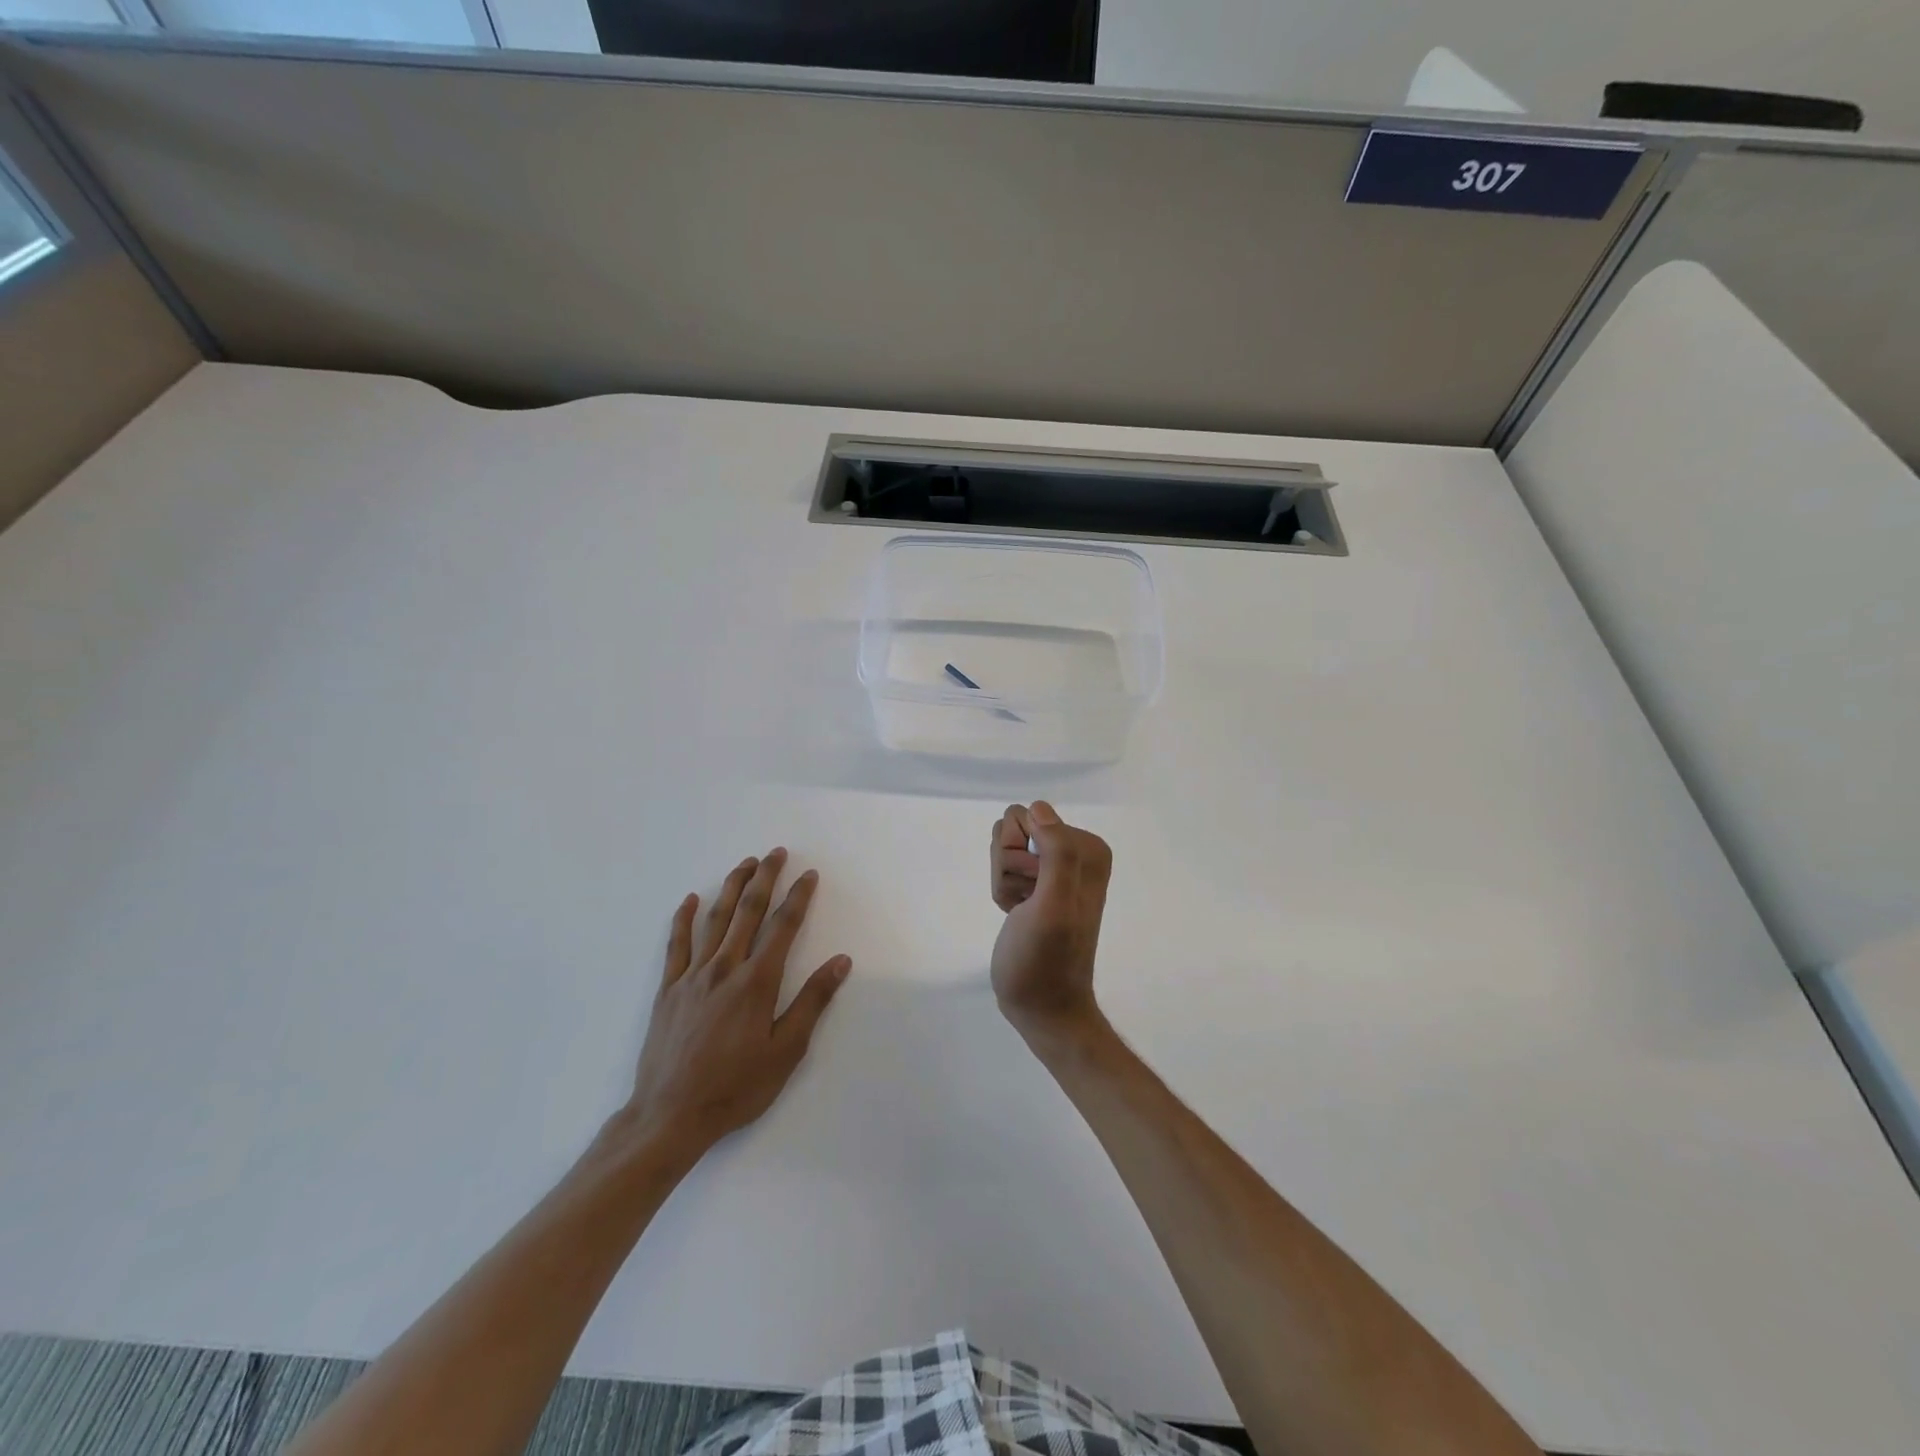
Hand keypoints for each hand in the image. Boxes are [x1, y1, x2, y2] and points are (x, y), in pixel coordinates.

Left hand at [619, 848, 850, 1159]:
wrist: (670, 1116)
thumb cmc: (736, 1087)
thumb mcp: (786, 1051)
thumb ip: (812, 1001)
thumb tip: (840, 961)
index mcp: (757, 982)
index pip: (783, 927)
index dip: (798, 898)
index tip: (809, 875)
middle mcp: (725, 968)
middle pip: (747, 911)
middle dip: (764, 878)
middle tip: (776, 853)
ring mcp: (692, 976)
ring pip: (715, 920)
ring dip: (731, 887)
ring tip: (745, 864)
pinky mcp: (668, 990)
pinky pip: (676, 944)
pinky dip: (684, 918)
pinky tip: (691, 899)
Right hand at [989, 802, 1111, 1042]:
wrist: (1042, 1006)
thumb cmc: (1046, 960)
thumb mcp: (1055, 906)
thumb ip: (1057, 853)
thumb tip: (1039, 808)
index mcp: (1088, 849)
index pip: (1028, 817)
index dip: (1019, 855)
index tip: (1032, 890)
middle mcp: (1076, 851)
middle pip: (1013, 829)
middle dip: (1009, 867)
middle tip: (1026, 902)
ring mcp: (1056, 868)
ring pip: (1004, 848)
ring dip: (1004, 882)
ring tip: (1021, 911)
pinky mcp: (1038, 884)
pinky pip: (1004, 867)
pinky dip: (1003, 892)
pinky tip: (1016, 915)